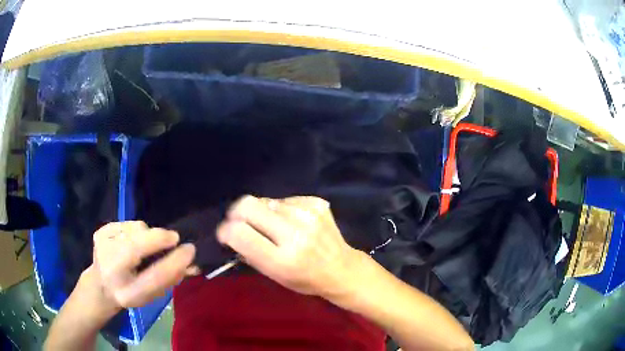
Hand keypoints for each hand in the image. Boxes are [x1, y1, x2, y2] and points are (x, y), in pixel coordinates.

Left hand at [88, 221, 195, 311]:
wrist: (101, 286)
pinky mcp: (99, 232)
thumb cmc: (132, 292)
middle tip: (173, 239)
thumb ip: (171, 279)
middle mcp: (110, 270)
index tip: (190, 249)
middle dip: (160, 238)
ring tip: (146, 246)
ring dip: (147, 235)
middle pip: (138, 245)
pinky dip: (135, 230)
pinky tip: (131, 241)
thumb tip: (194, 263)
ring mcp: (102, 247)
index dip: (174, 262)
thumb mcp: (152, 295)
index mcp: (127, 293)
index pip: (154, 277)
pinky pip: (127, 223)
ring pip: (135, 229)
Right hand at [216, 196, 361, 299]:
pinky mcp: (316, 202)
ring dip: (262, 213)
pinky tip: (292, 222)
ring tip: (273, 227)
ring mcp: (308, 214)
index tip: (226, 234)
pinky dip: (281, 210)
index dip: (225, 230)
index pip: (238, 232)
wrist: (341, 268)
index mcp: (282, 259)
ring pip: (265, 200)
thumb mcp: (274, 276)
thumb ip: (250, 253)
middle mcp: (295, 233)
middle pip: (247, 204)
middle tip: (241, 223)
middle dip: (237, 213)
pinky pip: (284, 200)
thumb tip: (231, 230)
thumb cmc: (305, 279)